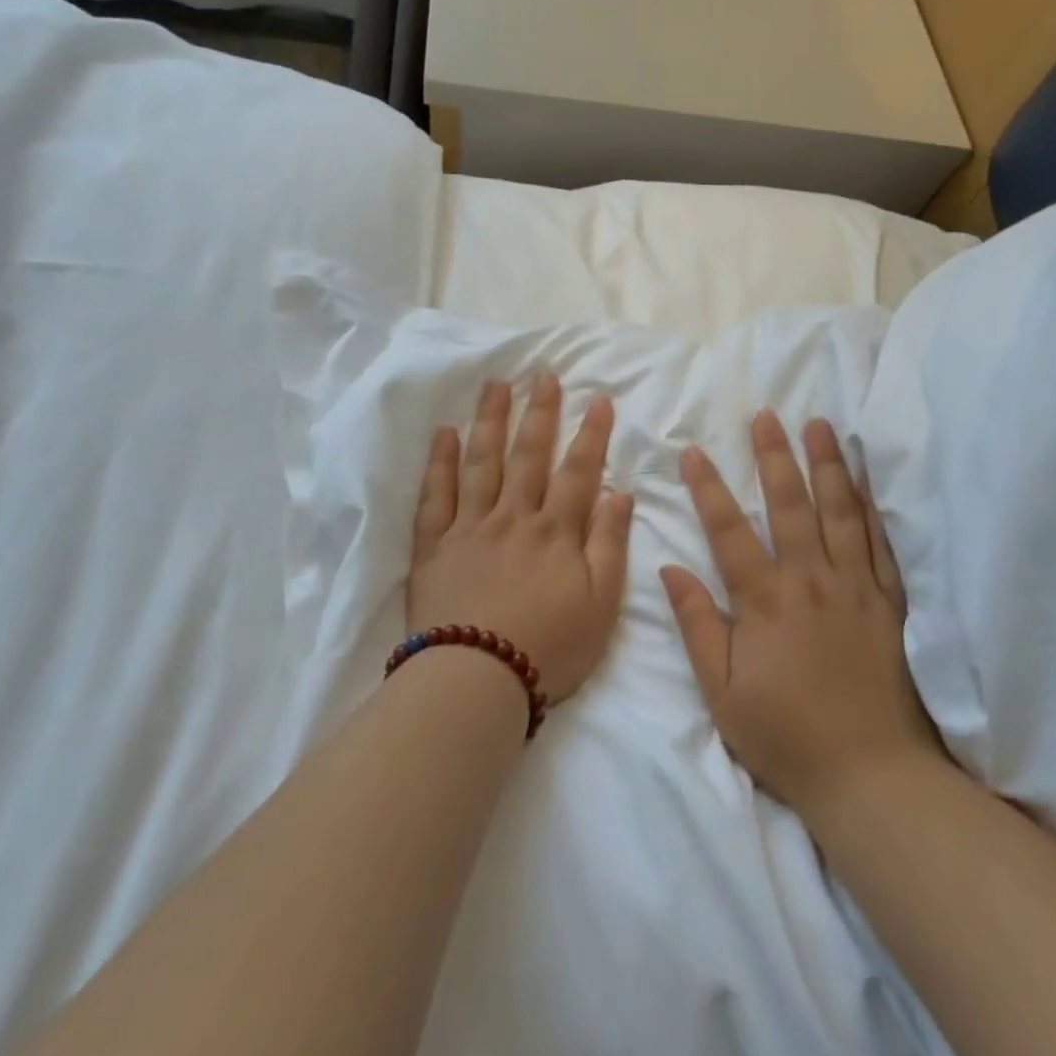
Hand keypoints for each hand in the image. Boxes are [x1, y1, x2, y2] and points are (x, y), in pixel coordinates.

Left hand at [407, 375, 634, 703]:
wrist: (477, 680)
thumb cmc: (550, 647)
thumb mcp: (601, 604)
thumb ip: (610, 544)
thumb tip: (620, 493)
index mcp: (556, 531)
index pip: (578, 471)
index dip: (591, 434)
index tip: (599, 399)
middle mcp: (513, 517)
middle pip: (528, 455)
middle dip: (540, 412)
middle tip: (543, 375)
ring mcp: (470, 528)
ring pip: (482, 463)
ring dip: (491, 421)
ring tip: (496, 385)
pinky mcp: (434, 546)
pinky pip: (436, 496)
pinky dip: (441, 463)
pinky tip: (445, 434)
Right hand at [661, 412, 940, 814]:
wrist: (869, 774)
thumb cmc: (785, 736)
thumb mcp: (721, 692)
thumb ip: (697, 625)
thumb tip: (670, 569)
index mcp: (765, 601)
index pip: (730, 531)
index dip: (709, 488)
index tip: (695, 451)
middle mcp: (811, 581)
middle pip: (790, 505)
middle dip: (775, 456)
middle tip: (767, 416)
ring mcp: (855, 587)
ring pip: (840, 512)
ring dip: (827, 465)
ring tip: (820, 426)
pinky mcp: (890, 603)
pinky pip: (881, 544)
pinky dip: (873, 507)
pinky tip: (867, 481)